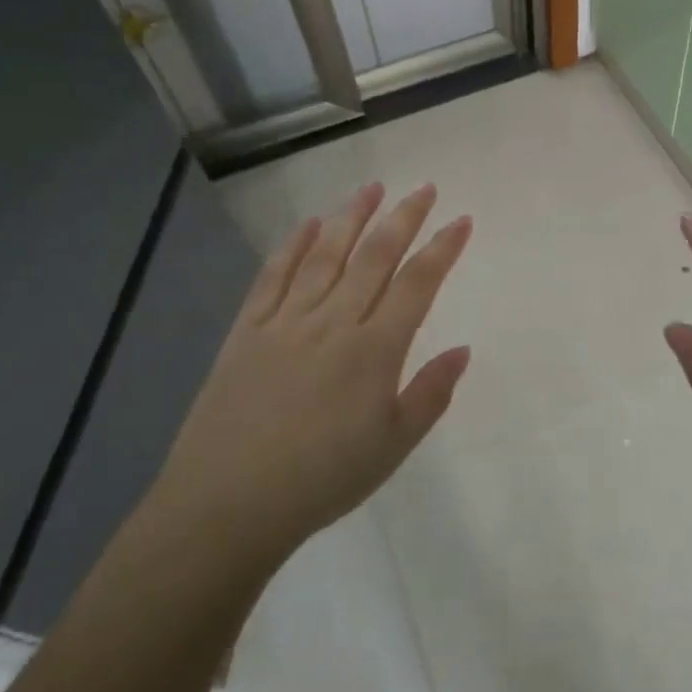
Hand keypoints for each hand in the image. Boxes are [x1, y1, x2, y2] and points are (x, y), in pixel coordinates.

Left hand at [151, 182, 472, 562]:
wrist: (228, 503)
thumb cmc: (322, 480)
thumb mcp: (393, 446)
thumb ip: (430, 393)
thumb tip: (463, 349)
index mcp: (373, 350)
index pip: (417, 284)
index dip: (442, 248)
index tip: (461, 220)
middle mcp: (333, 322)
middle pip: (374, 256)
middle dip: (403, 218)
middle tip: (424, 188)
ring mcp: (286, 321)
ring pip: (325, 255)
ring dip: (351, 217)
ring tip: (372, 187)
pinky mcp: (247, 330)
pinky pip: (273, 276)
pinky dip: (293, 246)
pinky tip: (308, 225)